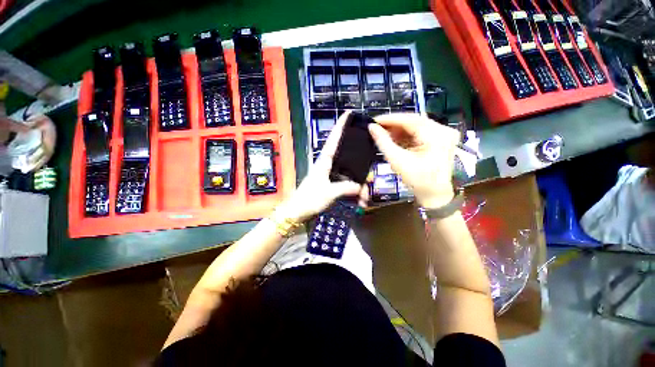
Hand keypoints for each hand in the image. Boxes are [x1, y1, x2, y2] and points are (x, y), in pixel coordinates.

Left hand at [277, 111, 367, 222]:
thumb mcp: (328, 193)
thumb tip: (360, 186)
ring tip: (363, 199)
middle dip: (359, 168)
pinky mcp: (331, 185)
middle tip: (367, 178)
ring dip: (358, 187)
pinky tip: (359, 201)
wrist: (297, 212)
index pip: (334, 140)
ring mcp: (330, 176)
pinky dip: (353, 193)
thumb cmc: (309, 199)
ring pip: (349, 175)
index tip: (348, 113)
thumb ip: (345, 187)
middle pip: (347, 159)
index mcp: (324, 161)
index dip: (340, 126)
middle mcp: (328, 166)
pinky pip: (346, 185)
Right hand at [369, 113, 458, 208]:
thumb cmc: (418, 181)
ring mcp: (444, 134)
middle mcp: (444, 130)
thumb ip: (383, 142)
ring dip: (399, 129)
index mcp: (437, 136)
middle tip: (378, 127)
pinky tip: (395, 138)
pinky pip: (420, 132)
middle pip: (414, 121)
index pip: (411, 120)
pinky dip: (407, 135)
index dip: (391, 119)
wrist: (435, 195)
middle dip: (394, 124)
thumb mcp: (398, 161)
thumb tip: (372, 128)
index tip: (374, 120)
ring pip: (417, 125)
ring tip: (384, 134)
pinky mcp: (441, 139)